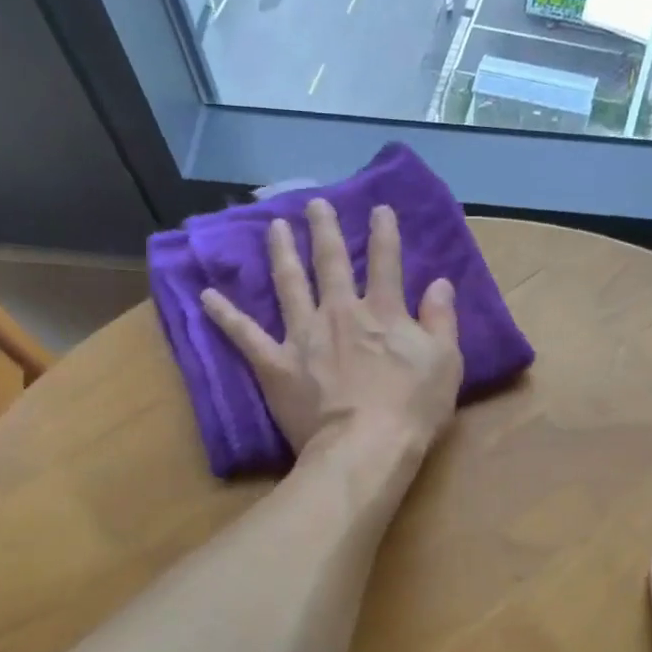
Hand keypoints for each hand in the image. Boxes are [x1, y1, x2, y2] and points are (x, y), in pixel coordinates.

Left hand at [202, 198, 462, 458]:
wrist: (365, 447)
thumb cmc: (413, 408)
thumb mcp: (445, 362)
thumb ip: (441, 320)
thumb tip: (440, 283)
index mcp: (382, 312)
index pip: (385, 262)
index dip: (384, 233)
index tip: (379, 208)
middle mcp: (339, 313)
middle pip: (330, 262)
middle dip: (324, 230)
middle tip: (315, 204)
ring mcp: (303, 336)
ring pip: (289, 284)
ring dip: (281, 253)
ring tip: (274, 228)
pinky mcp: (276, 364)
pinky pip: (245, 335)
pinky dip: (225, 315)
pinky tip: (206, 296)